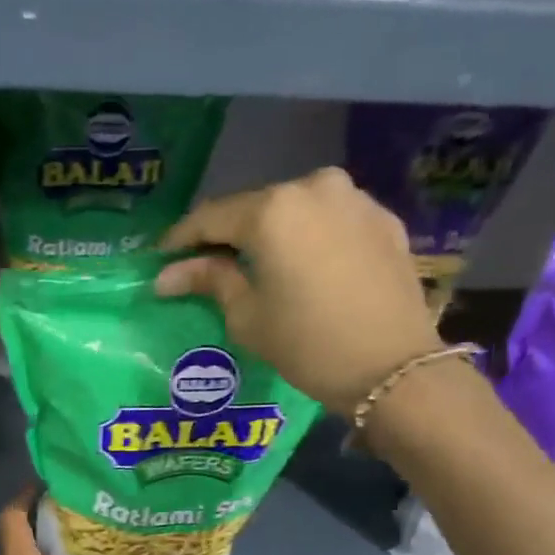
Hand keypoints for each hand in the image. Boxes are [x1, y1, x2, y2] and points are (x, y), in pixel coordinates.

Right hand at [156, 167, 443, 417]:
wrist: (392, 367)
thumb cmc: (307, 345)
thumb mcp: (247, 317)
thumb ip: (209, 281)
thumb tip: (167, 275)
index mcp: (272, 210)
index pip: (211, 217)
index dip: (181, 239)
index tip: (162, 259)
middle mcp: (313, 187)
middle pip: (255, 208)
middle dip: (228, 236)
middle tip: (207, 266)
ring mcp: (354, 198)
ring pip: (295, 210)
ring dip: (271, 234)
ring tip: (256, 267)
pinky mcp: (383, 218)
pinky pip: (330, 221)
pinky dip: (309, 238)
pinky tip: (302, 268)